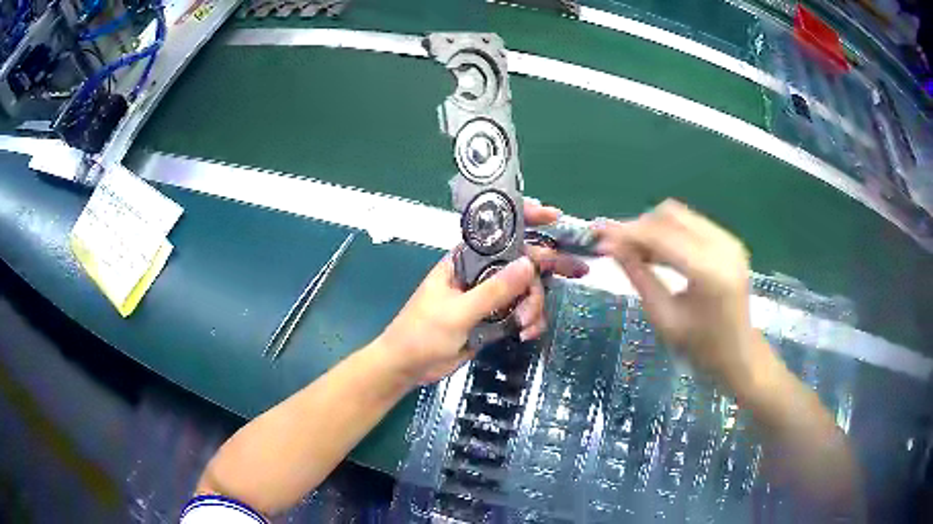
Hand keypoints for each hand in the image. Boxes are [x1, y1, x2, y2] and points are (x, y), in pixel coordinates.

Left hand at [378, 201, 587, 384]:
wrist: (408, 367)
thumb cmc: (421, 333)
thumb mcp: (457, 313)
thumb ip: (493, 291)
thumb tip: (529, 265)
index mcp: (464, 260)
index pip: (498, 230)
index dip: (526, 218)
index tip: (553, 217)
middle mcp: (480, 272)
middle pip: (521, 260)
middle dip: (548, 267)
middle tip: (578, 271)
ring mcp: (489, 296)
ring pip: (526, 289)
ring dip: (534, 305)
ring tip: (526, 326)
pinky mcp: (494, 318)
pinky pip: (522, 312)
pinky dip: (530, 321)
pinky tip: (527, 333)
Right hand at [593, 199, 759, 385]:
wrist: (740, 354)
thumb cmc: (701, 347)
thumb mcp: (664, 318)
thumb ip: (639, 277)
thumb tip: (611, 247)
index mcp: (709, 271)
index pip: (661, 236)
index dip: (627, 232)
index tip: (599, 234)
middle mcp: (723, 246)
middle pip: (671, 215)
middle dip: (640, 226)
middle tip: (617, 246)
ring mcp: (729, 241)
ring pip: (680, 216)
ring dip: (654, 228)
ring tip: (634, 251)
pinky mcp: (729, 241)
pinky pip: (692, 224)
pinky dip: (670, 233)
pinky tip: (657, 252)